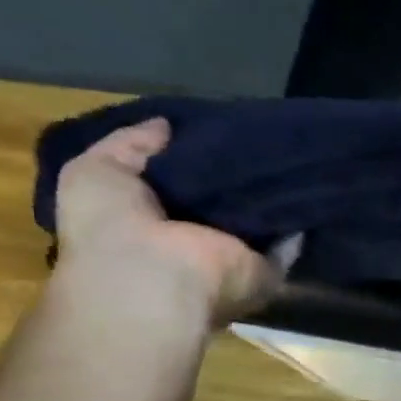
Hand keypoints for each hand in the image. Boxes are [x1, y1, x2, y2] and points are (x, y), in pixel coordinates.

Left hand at [53, 118, 295, 324]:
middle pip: (223, 203)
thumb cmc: (109, 225)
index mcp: (152, 222)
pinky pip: (288, 244)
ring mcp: (231, 258)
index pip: (178, 186)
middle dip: (237, 173)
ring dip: (271, 194)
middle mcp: (195, 241)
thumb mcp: (96, 170)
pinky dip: (297, 221)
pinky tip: (304, 185)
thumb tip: (166, 125)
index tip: (212, 128)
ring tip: (285, 150)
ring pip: (257, 221)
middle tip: (255, 133)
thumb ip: (130, 144)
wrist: (151, 275)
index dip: (192, 158)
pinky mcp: (265, 269)